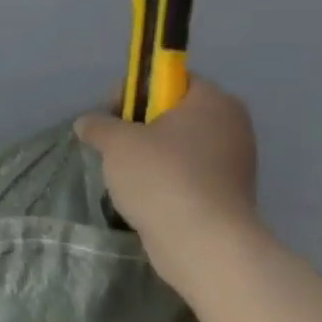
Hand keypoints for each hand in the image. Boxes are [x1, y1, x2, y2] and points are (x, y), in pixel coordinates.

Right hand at [73, 76, 260, 278]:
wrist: (203, 243)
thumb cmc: (162, 177)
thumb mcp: (116, 142)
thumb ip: (98, 125)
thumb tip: (87, 123)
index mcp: (213, 101)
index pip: (170, 78)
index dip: (136, 90)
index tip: (111, 113)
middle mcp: (231, 126)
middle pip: (173, 112)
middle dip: (139, 126)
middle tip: (114, 145)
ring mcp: (233, 162)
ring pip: (178, 146)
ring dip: (149, 155)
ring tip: (124, 174)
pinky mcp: (227, 194)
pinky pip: (187, 174)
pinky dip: (164, 180)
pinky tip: (143, 195)